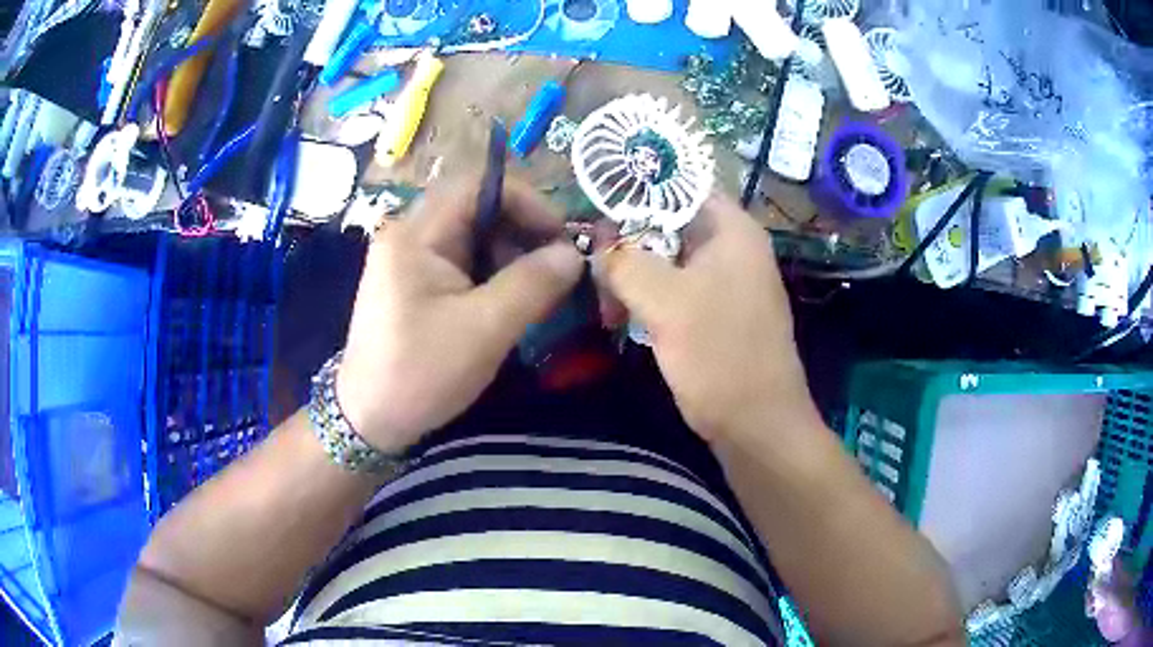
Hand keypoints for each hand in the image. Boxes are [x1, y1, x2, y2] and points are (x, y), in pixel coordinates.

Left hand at [336, 175, 583, 452]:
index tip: (560, 236)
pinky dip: (492, 276)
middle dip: (521, 232)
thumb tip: (573, 255)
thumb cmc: (420, 373)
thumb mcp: (484, 329)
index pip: (477, 185)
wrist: (369, 421)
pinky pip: (461, 264)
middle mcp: (409, 237)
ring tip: (538, 291)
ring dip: (510, 256)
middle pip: (475, 209)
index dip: (526, 200)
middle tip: (555, 267)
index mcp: (415, 235)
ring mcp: (409, 261)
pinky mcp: (414, 286)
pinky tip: (510, 303)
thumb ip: (533, 284)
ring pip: (471, 238)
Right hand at [596, 193, 816, 441]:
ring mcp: (726, 282)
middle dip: (628, 241)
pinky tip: (623, 318)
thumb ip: (624, 262)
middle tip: (593, 266)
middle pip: (669, 222)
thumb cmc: (720, 355)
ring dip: (633, 275)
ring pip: (668, 258)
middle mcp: (733, 248)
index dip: (637, 189)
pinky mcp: (716, 313)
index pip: (680, 185)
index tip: (596, 208)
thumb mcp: (665, 302)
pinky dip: (647, 297)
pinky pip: (675, 288)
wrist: (758, 426)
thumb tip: (597, 247)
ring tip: (607, 304)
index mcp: (732, 230)